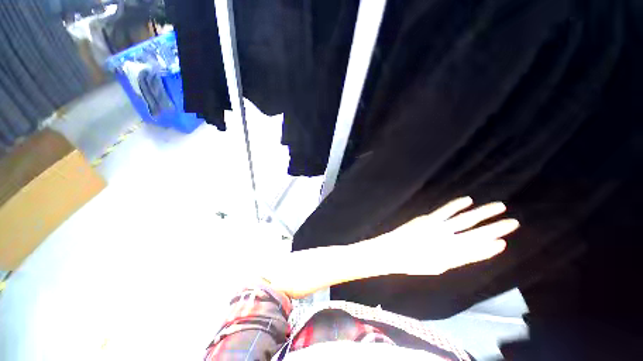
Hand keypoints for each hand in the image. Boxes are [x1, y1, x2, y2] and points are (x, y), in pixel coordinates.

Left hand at [365, 197, 518, 275]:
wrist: (392, 251)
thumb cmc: (413, 263)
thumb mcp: (437, 267)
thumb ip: (455, 259)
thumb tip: (471, 251)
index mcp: (450, 257)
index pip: (476, 252)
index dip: (490, 248)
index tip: (504, 242)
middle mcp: (448, 241)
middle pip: (476, 234)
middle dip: (496, 228)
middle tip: (513, 223)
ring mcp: (437, 228)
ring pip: (465, 219)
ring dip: (483, 213)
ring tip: (499, 206)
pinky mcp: (427, 219)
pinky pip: (445, 211)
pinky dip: (457, 205)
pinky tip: (468, 200)